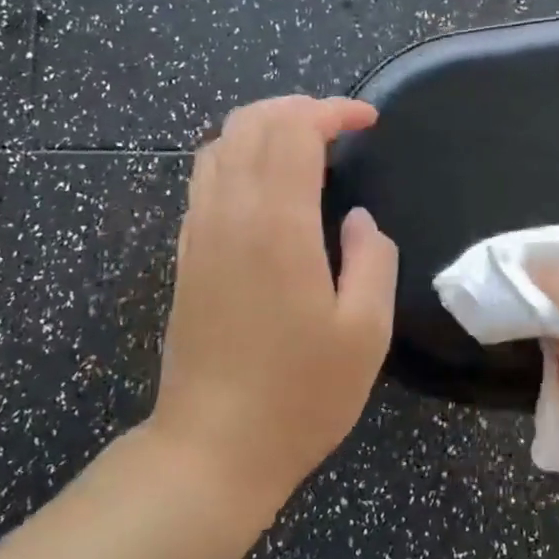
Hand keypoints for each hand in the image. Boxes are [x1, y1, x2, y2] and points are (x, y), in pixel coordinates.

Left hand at [148, 96, 398, 521]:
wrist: (212, 450)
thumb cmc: (300, 395)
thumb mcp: (366, 332)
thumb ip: (373, 260)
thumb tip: (360, 219)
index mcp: (278, 226)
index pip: (294, 131)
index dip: (332, 111)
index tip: (368, 120)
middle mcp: (230, 215)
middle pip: (251, 124)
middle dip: (298, 108)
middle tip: (340, 126)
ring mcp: (199, 233)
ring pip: (220, 145)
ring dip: (265, 127)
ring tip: (306, 144)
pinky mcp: (185, 255)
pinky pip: (204, 178)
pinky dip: (237, 156)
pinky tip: (266, 183)